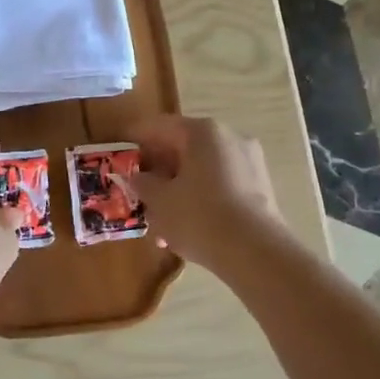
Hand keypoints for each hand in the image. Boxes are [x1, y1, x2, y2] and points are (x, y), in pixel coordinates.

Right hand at [127, 114, 285, 273]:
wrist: (256, 253)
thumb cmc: (199, 217)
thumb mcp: (159, 201)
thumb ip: (143, 184)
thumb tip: (138, 177)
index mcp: (203, 132)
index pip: (159, 126)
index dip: (135, 138)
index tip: (119, 152)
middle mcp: (229, 137)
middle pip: (183, 147)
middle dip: (159, 169)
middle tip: (138, 190)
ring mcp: (249, 161)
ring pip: (202, 169)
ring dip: (178, 187)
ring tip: (159, 219)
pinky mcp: (260, 187)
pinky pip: (220, 185)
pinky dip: (200, 198)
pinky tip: (186, 227)